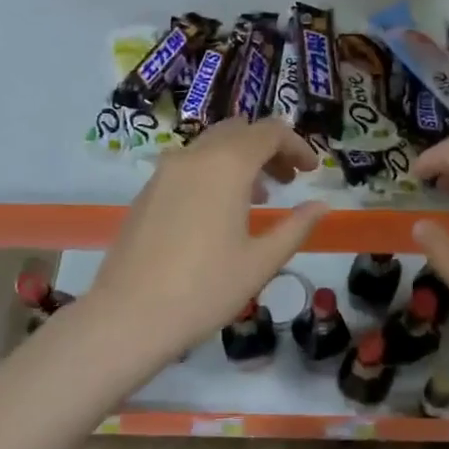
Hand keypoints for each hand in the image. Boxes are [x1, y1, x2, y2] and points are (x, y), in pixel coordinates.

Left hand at [81, 117, 328, 364]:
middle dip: (269, 148)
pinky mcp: (147, 192)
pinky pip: (189, 165)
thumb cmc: (205, 289)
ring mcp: (164, 172)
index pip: (269, 132)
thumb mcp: (261, 261)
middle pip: (239, 131)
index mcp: (226, 165)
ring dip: (241, 159)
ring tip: (260, 197)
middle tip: (289, 180)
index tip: (312, 171)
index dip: (297, 145)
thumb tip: (321, 206)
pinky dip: (214, 172)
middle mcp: (194, 157)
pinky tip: (220, 211)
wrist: (128, 316)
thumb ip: (296, 227)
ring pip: (211, 146)